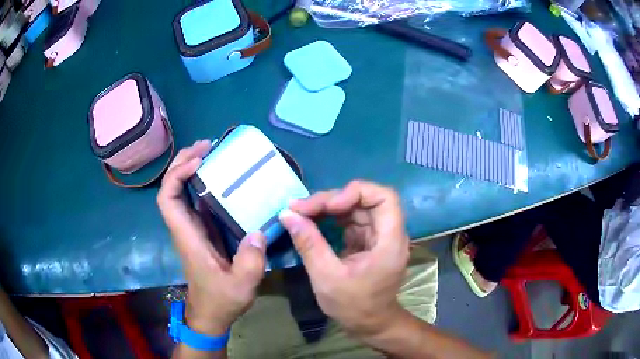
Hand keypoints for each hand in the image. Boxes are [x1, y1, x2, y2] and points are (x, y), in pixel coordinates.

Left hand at [157, 140, 266, 334]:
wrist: (211, 314)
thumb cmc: (221, 300)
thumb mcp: (241, 285)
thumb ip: (250, 261)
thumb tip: (258, 230)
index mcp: (187, 237)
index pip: (167, 199)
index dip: (177, 175)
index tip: (199, 162)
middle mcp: (185, 227)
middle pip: (171, 188)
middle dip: (182, 163)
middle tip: (206, 146)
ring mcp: (193, 228)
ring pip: (182, 191)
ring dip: (191, 169)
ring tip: (212, 153)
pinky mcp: (203, 231)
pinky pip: (196, 200)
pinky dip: (203, 183)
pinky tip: (220, 177)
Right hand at [279, 181, 409, 338]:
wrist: (369, 324)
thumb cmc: (354, 306)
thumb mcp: (326, 277)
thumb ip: (308, 243)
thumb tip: (287, 214)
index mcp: (390, 241)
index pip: (384, 197)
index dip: (355, 192)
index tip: (327, 206)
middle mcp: (388, 233)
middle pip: (365, 200)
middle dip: (332, 200)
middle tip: (300, 208)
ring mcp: (378, 236)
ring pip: (355, 208)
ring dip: (328, 208)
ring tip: (300, 213)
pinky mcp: (368, 241)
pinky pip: (350, 221)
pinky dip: (331, 219)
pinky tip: (311, 223)